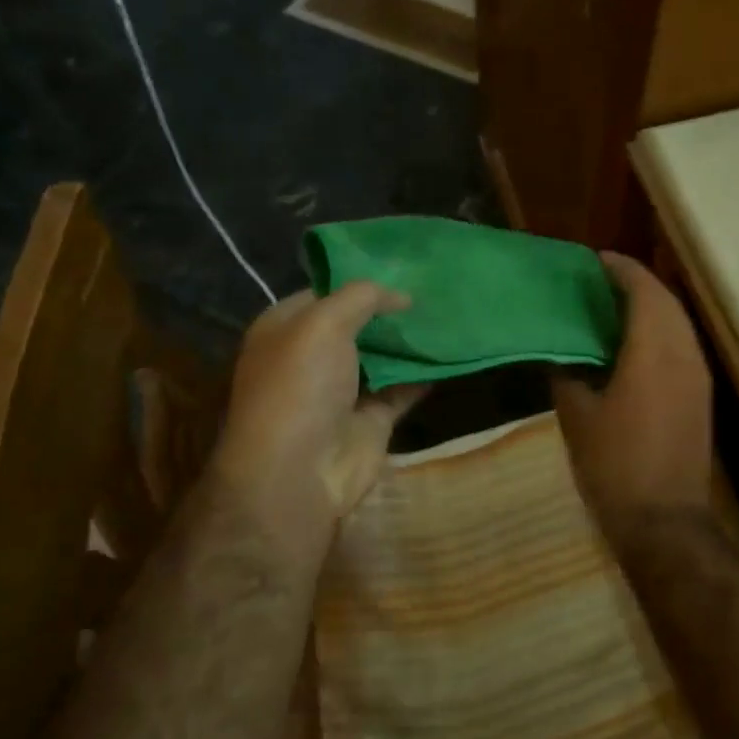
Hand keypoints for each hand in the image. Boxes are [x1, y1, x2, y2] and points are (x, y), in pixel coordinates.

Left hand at [208, 282, 424, 562]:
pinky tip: (453, 352)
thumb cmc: (301, 386)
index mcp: (285, 328)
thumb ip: (362, 297)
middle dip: (390, 308)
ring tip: (449, 312)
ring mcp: (342, 389)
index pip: (325, 292)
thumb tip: (401, 294)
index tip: (403, 265)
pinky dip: (425, 374)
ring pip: (382, 355)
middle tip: (435, 287)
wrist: (299, 473)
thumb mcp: (323, 323)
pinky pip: (403, 388)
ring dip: (410, 340)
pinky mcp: (371, 418)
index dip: (360, 279)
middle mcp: (311, 356)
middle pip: (357, 324)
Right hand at [553, 253, 713, 548]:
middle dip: (637, 283)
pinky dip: (660, 332)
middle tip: (600, 281)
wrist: (664, 521)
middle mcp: (683, 353)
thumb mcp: (577, 417)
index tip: (595, 260)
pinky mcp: (701, 396)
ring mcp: (698, 376)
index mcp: (652, 351)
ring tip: (614, 308)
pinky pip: (682, 346)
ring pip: (678, 323)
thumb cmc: (614, 465)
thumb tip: (559, 353)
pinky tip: (634, 346)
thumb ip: (566, 374)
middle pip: (666, 301)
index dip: (621, 269)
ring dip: (651, 307)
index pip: (643, 291)